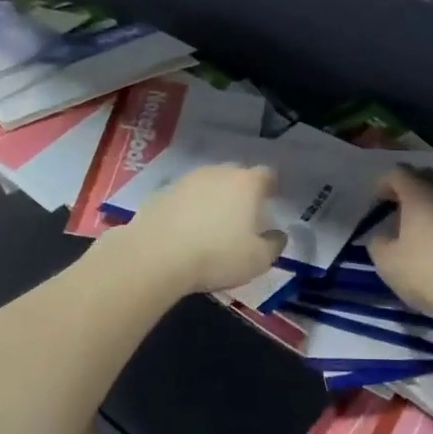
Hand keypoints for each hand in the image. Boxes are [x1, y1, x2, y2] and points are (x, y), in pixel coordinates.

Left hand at [116, 164, 286, 294]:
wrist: (155, 256)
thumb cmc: (216, 256)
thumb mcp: (257, 260)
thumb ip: (274, 245)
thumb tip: (278, 235)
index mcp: (246, 183)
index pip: (266, 175)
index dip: (270, 188)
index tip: (270, 202)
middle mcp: (217, 173)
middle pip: (235, 176)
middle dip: (241, 192)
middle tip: (242, 216)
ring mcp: (186, 180)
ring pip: (207, 184)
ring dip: (212, 199)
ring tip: (212, 225)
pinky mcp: (161, 193)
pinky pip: (184, 198)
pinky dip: (188, 209)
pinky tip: (185, 232)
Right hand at [366, 166, 432, 319]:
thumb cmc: (428, 272)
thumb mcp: (387, 262)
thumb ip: (378, 244)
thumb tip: (383, 237)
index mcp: (419, 192)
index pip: (398, 173)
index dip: (383, 184)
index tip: (376, 202)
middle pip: (425, 177)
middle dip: (408, 189)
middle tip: (396, 210)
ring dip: (429, 204)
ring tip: (418, 228)